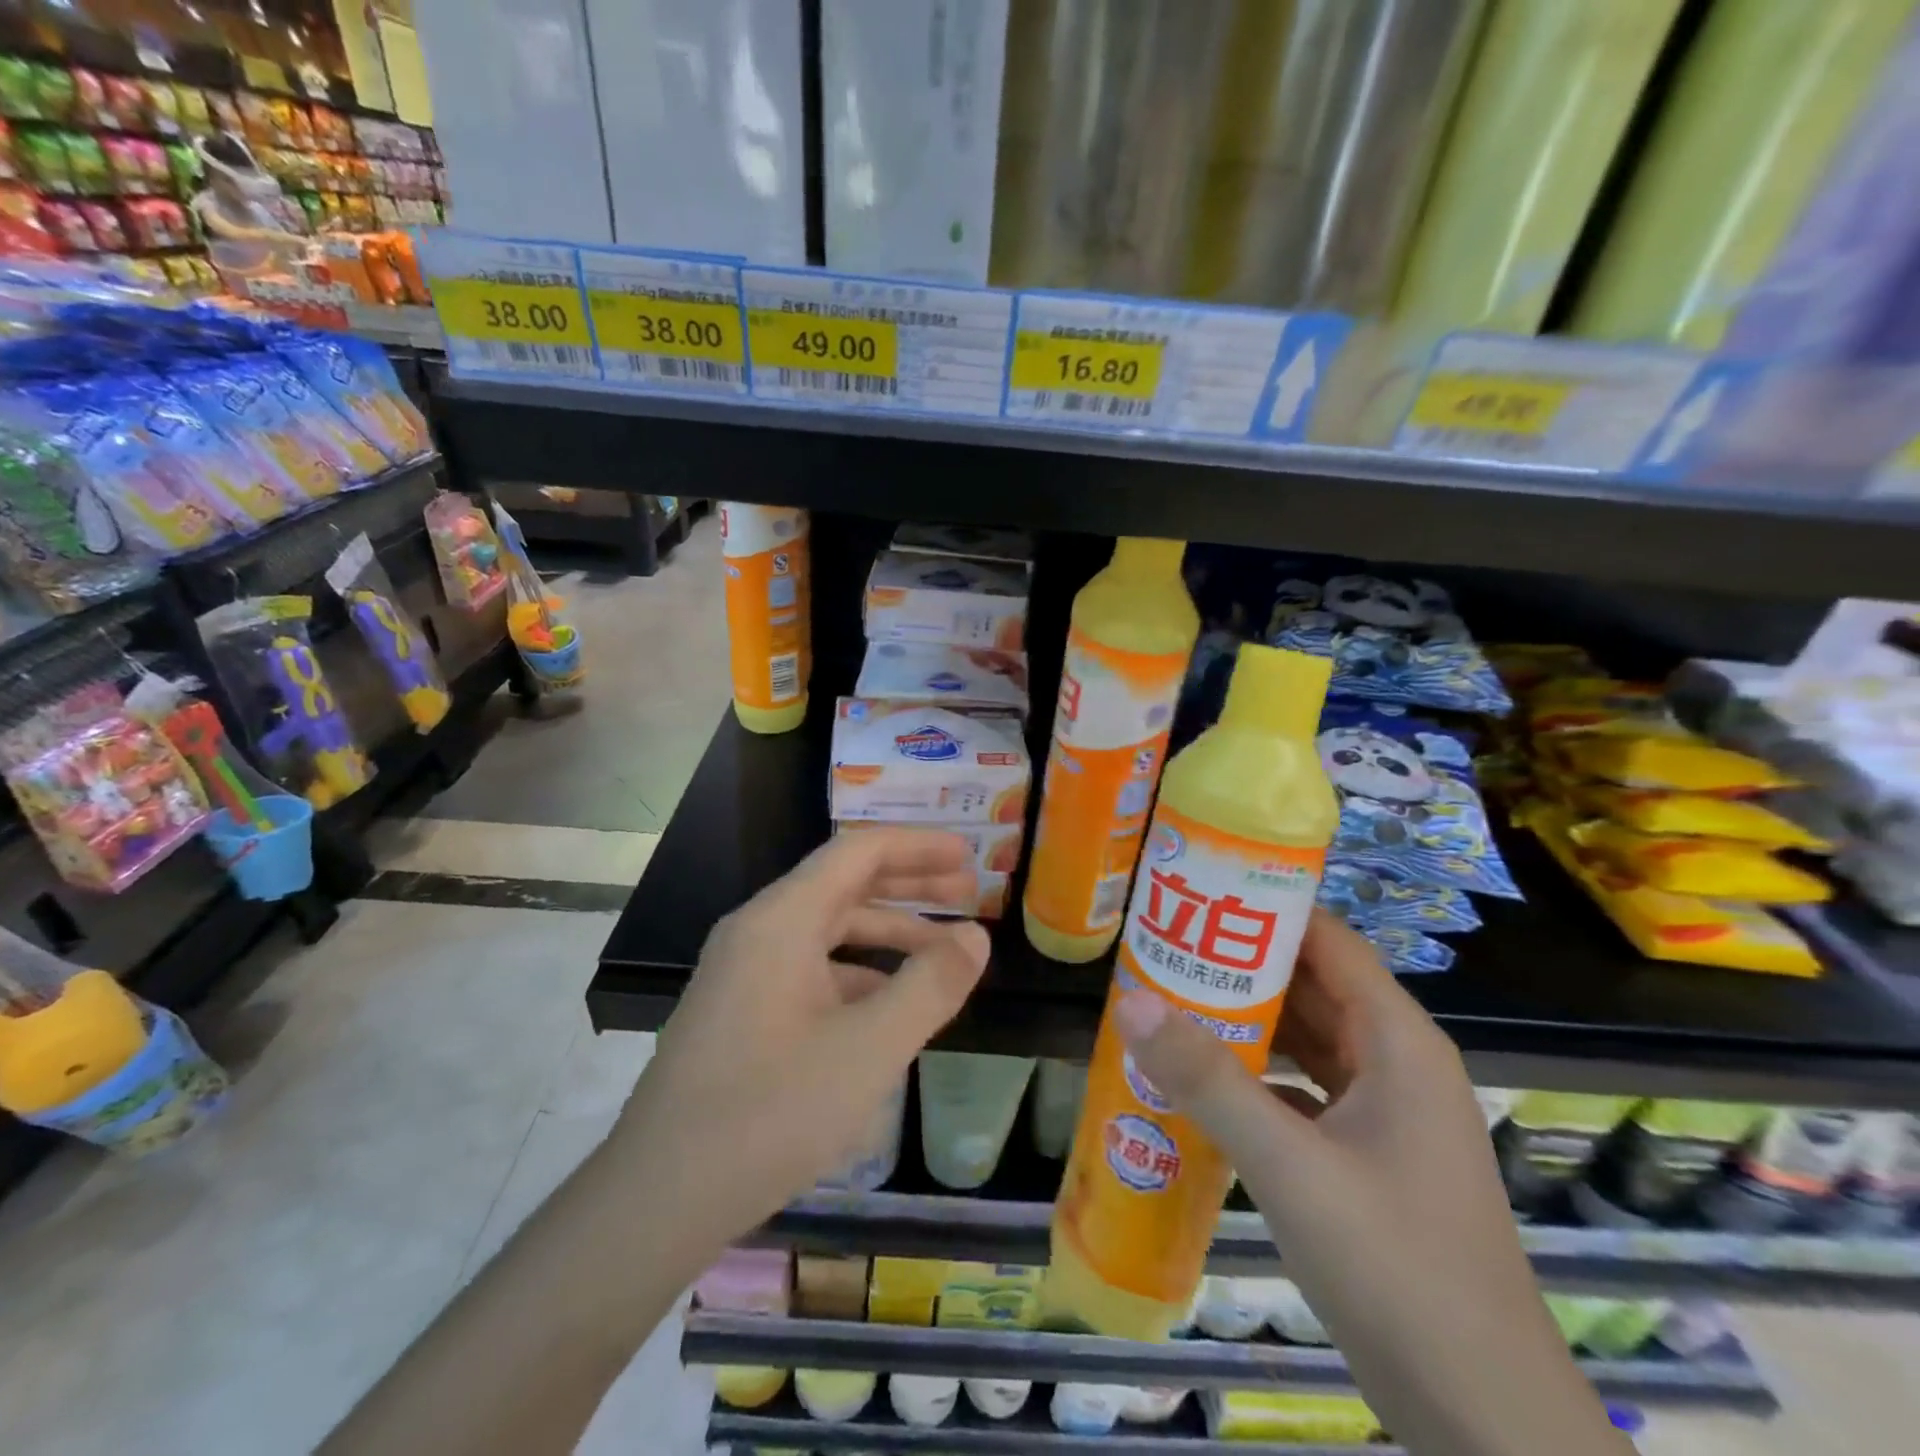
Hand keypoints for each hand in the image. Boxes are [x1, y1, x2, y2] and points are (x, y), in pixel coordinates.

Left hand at [613, 827, 990, 1261]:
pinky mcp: (741, 1011)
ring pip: (828, 930)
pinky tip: (891, 1006)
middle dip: (910, 885)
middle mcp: (758, 931)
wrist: (656, 1200)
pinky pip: (811, 969)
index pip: (858, 852)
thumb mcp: (869, 1049)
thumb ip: (930, 986)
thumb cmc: (769, 1112)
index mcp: (782, 920)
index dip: (918, 847)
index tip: (968, 855)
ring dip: (887, 931)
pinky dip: (859, 972)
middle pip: (844, 884)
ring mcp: (744, 972)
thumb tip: (975, 936)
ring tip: (942, 951)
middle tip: (968, 892)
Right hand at [1116, 911, 1625, 1455]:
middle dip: (1238, 962)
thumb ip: (1207, 1080)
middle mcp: (1394, 1061)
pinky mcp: (1365, 1154)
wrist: (1485, 1422)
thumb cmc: (1398, 1270)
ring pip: (1306, 1038)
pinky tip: (1199, 1078)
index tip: (1194, 891)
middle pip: (1311, 985)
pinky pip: (1302, 1087)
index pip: (1327, 939)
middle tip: (1161, 941)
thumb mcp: (1290, 1165)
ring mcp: (1383, 1111)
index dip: (1265, 906)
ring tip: (1167, 995)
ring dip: (1244, 1019)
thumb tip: (1128, 999)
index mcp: (1397, 1040)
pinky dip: (1255, 1074)